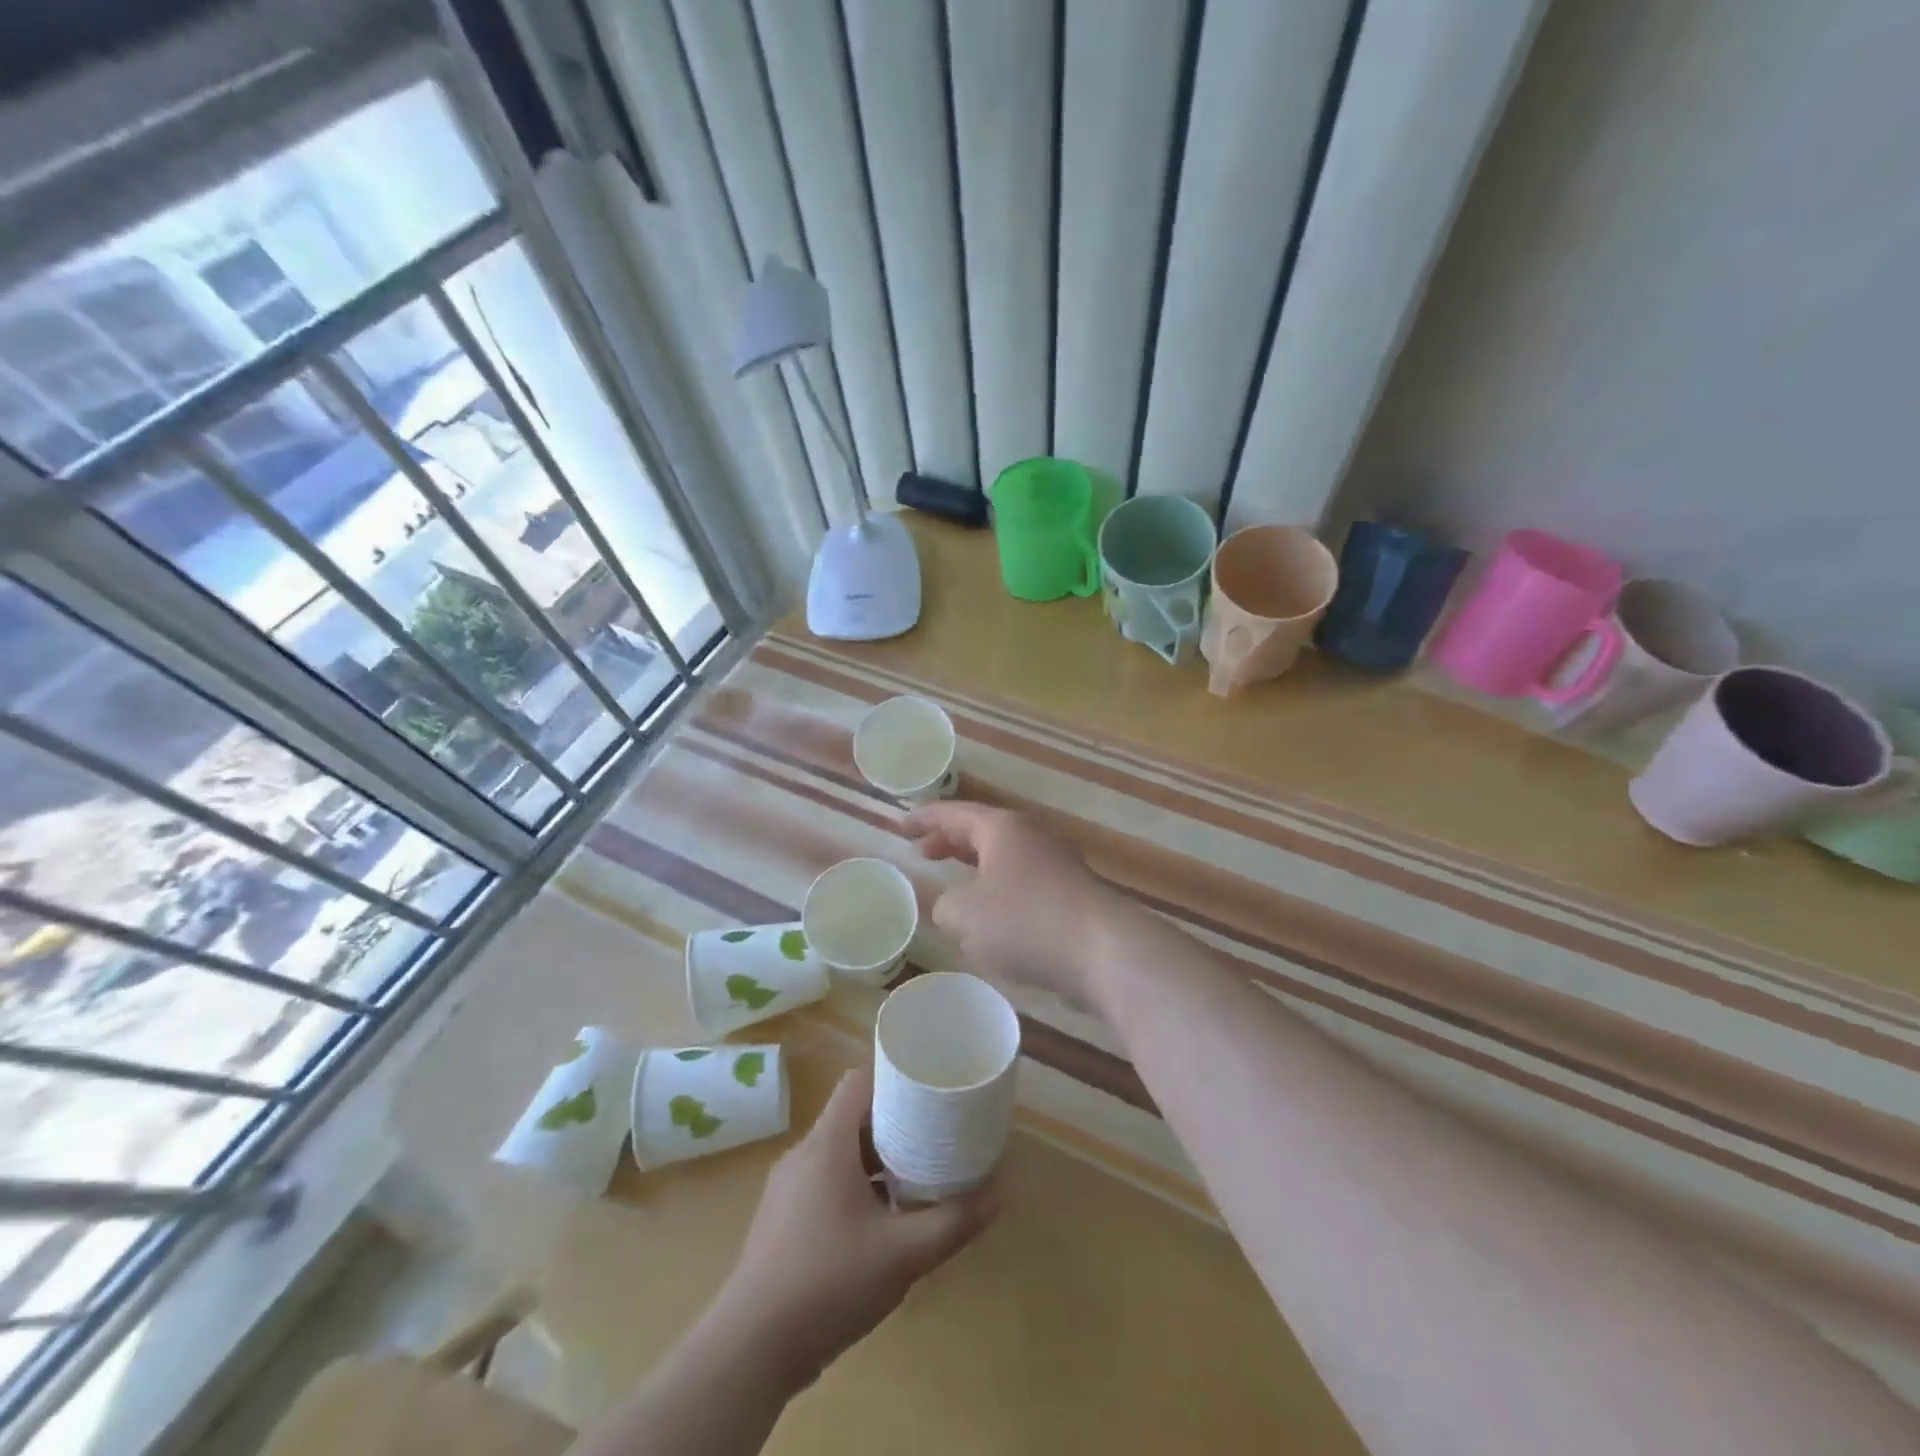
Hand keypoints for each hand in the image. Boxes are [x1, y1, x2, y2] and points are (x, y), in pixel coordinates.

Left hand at [707, 1069, 995, 1389]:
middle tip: (931, 1136)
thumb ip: (952, 1222)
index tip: (927, 1090)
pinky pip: (823, 1180)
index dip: (892, 1078)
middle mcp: (803, 1153)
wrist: (751, 1348)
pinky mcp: (781, 1218)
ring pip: (837, 1152)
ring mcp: (787, 1186)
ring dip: (873, 1158)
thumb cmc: (829, 1282)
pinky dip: (852, 1185)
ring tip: (912, 1178)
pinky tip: (876, 1222)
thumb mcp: (903, 1255)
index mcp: (827, 1143)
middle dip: (892, 1122)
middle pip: (851, 1116)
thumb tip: (999, 1193)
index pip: (858, 1081)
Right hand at [904, 801, 1110, 1007]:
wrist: (1103, 951)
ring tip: (955, 888)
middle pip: (982, 831)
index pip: (954, 813)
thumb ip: (945, 907)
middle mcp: (1031, 836)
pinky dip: (1000, 892)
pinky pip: (1024, 883)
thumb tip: (953, 907)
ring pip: (1005, 859)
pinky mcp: (1071, 894)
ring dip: (977, 869)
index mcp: (1002, 828)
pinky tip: (994, 922)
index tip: (901, 827)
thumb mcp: (965, 915)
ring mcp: (1056, 863)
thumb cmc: (1025, 921)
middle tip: (924, 853)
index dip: (924, 819)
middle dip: (951, 841)